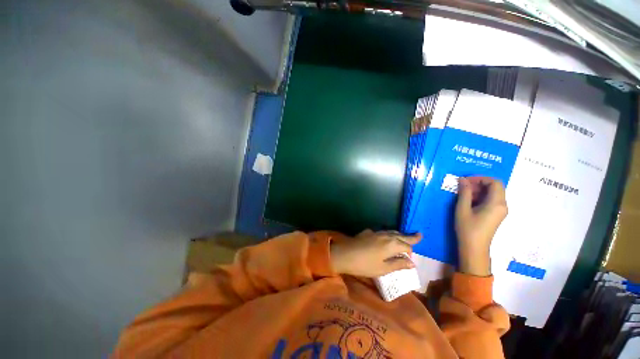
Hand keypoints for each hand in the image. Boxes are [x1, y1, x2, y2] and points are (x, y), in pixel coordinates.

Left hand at [330, 230, 421, 277]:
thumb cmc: (365, 264)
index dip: (410, 253)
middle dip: (410, 236)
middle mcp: (385, 235)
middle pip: (401, 235)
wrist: (345, 254)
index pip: (407, 246)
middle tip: (419, 235)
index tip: (410, 260)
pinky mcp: (368, 232)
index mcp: (392, 244)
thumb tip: (412, 263)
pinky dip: (388, 234)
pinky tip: (386, 238)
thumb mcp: (383, 268)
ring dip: (399, 234)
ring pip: (391, 232)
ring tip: (404, 236)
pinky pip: (382, 232)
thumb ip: (398, 264)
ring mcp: (376, 232)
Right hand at [455, 177, 507, 276]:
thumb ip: (464, 192)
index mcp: (496, 203)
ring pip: (493, 193)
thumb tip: (463, 179)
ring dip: (479, 190)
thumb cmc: (468, 228)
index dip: (480, 178)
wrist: (474, 248)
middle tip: (463, 186)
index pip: (495, 182)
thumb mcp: (463, 209)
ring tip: (464, 193)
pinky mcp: (496, 215)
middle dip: (479, 183)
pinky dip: (481, 197)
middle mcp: (502, 205)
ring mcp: (500, 211)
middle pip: (495, 187)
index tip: (466, 181)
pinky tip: (469, 201)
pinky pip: (491, 200)